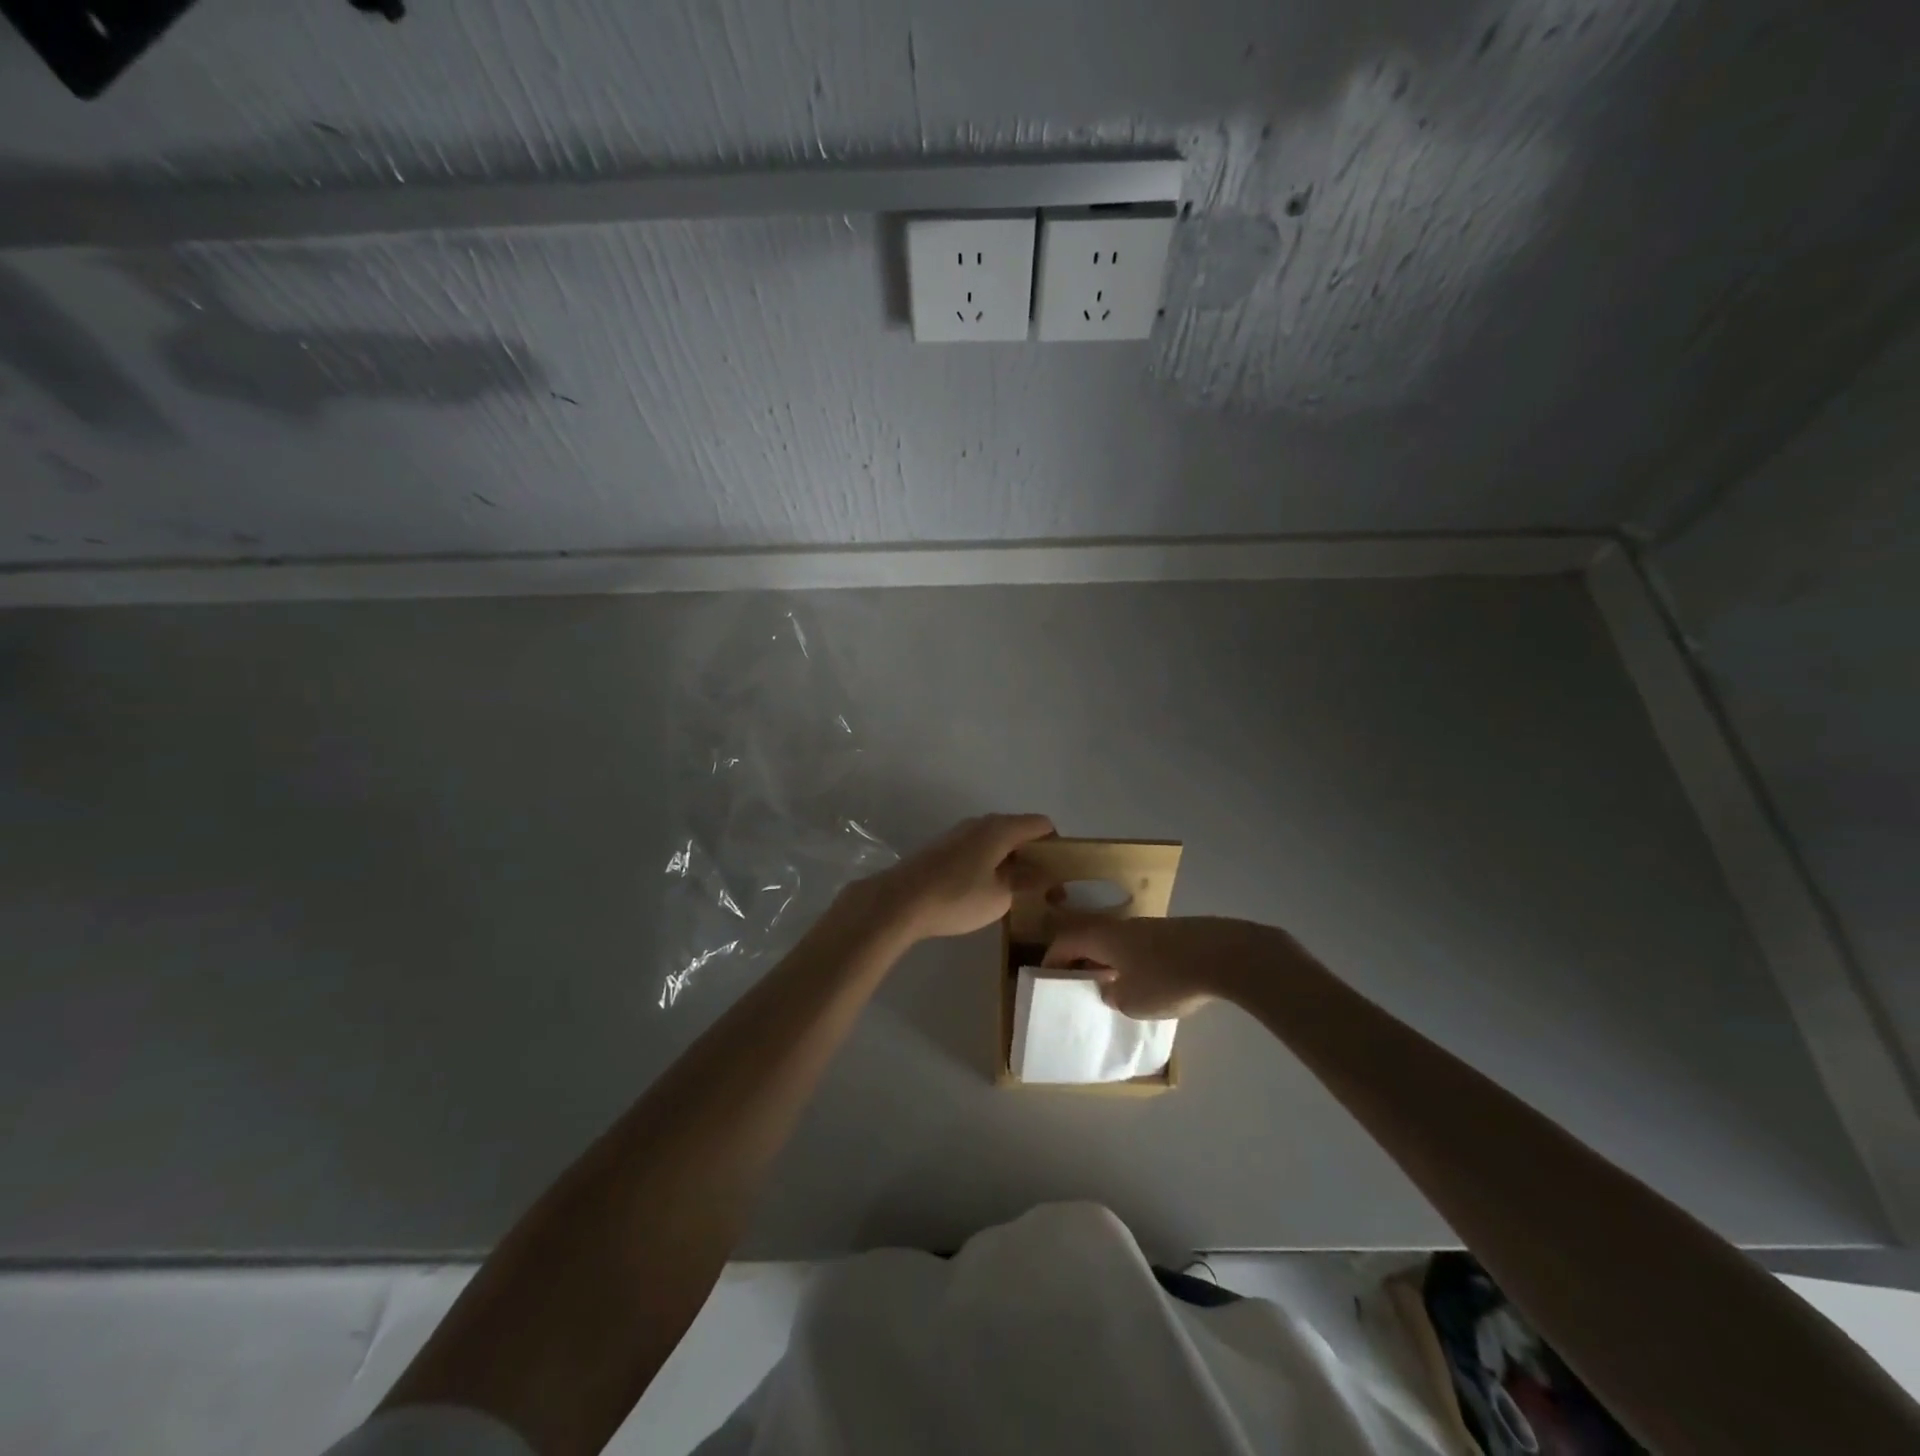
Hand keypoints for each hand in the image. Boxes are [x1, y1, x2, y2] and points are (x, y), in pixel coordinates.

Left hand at [865, 813, 1055, 940]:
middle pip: (1020, 833)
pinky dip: (993, 866)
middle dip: (1037, 859)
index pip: (1041, 825)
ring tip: (1019, 897)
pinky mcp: (944, 849)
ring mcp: (960, 834)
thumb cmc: (957, 896)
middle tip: (1046, 892)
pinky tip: (989, 893)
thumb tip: (1045, 873)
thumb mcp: (1001, 896)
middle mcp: (981, 823)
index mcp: (1000, 828)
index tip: (1062, 875)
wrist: (900, 901)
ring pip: (998, 843)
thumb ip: (1028, 881)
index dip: (1058, 846)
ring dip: (1014, 864)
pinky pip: (980, 851)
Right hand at [1042, 913, 1301, 1019]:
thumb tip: (1112, 988)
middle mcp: (1123, 926)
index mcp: (1103, 937)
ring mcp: (1152, 927)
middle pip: (1092, 939)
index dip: (1052, 960)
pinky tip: (1150, 983)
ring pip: (1119, 943)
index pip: (1065, 943)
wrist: (1226, 956)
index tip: (1046, 978)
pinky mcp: (1177, 934)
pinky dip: (1136, 963)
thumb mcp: (1131, 1001)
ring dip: (1111, 961)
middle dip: (1082, 960)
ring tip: (1114, 987)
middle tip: (1078, 984)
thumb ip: (1113, 995)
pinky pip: (1144, 948)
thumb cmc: (1168, 978)